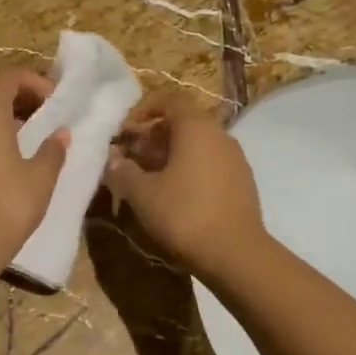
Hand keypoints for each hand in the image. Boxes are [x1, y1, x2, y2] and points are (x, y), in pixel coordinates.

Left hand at [0, 67, 67, 268]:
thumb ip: (52, 152)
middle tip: (45, 118)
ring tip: (30, 142)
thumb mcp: (40, 179)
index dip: (32, 81)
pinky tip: (7, 167)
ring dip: (5, 122)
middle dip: (20, 99)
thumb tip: (60, 135)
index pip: (5, 77)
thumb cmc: (6, 207)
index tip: (54, 102)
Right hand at [103, 93, 264, 284]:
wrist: (236, 255)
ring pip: (197, 145)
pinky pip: (210, 164)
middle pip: (183, 122)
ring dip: (170, 155)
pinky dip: (189, 170)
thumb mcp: (142, 194)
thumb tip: (113, 158)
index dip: (144, 108)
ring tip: (148, 180)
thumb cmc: (184, 215)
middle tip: (131, 159)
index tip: (126, 131)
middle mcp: (220, 135)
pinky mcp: (242, 183)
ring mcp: (235, 159)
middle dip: (153, 136)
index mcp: (196, 128)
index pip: (170, 99)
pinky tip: (174, 197)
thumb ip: (123, 171)